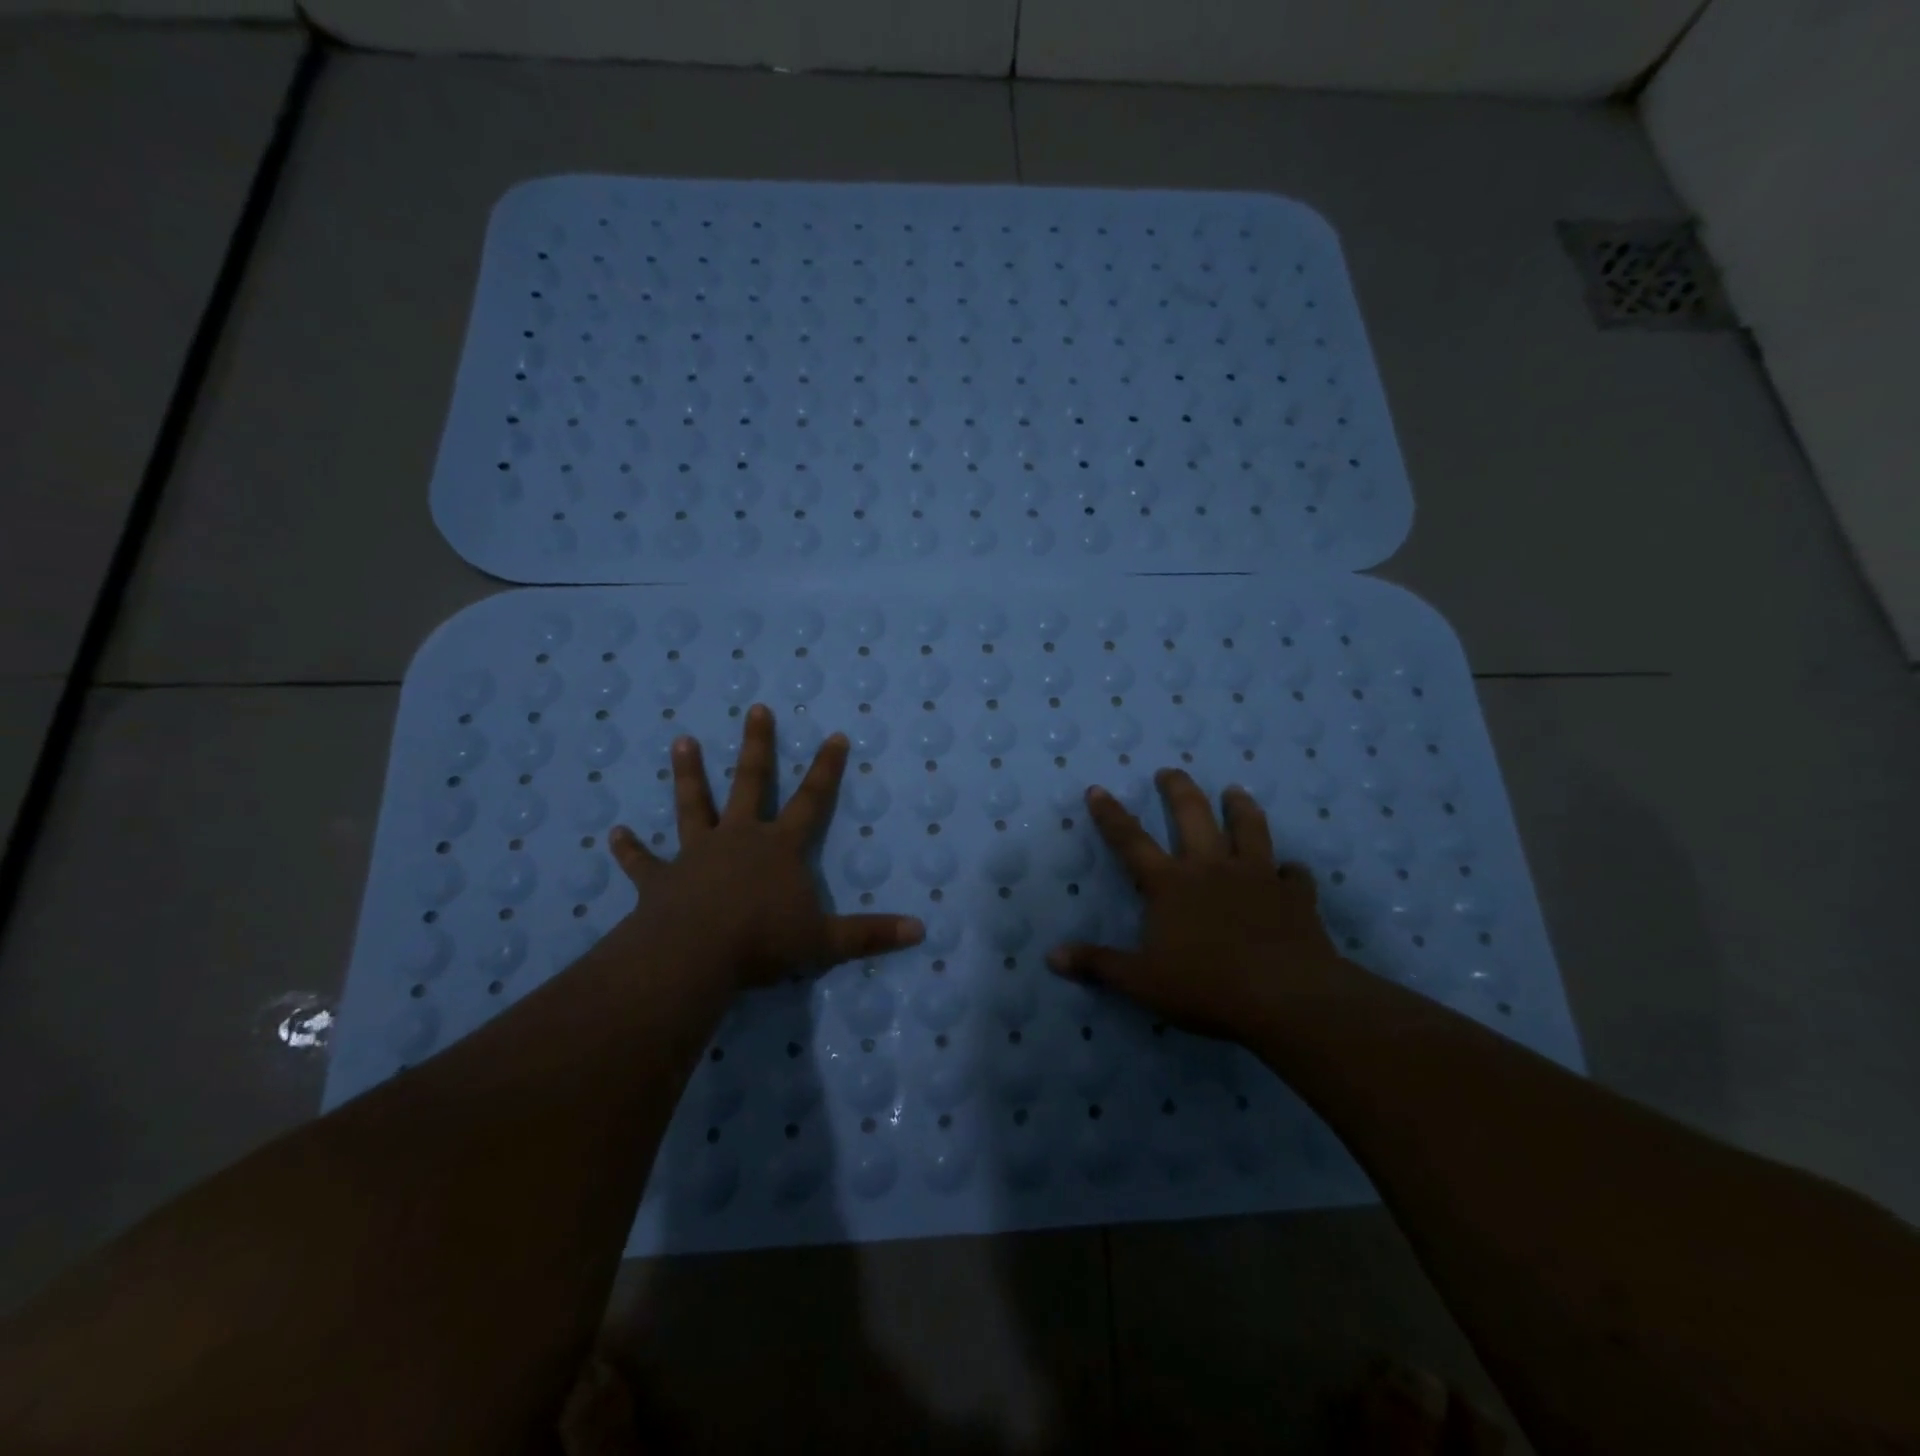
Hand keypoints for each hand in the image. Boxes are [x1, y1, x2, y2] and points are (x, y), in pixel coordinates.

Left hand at [607, 704, 923, 990]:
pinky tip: (613, 835)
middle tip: (755, 709)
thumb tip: (920, 930)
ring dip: (688, 775)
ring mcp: (697, 854)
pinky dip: (630, 850)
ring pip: (694, 805)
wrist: (693, 955)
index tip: (835, 734)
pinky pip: (644, 862)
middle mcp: (739, 838)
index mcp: (780, 847)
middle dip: (757, 746)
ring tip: (681, 742)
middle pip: (751, 782)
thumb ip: (871, 934)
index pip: (812, 800)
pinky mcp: (662, 880)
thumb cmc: (763, 941)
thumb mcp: (826, 940)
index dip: (826, 768)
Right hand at [1047, 769, 1345, 1039]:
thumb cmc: (1207, 986)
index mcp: (1170, 884)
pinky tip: (1289, 869)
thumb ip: (1098, 965)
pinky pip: (1294, 875)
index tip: (1098, 789)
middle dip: (1178, 790)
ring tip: (1235, 792)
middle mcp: (1212, 868)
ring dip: (1241, 808)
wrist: (1286, 997)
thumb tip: (1052, 957)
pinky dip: (1290, 870)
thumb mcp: (1141, 981)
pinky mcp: (1295, 896)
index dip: (1111, 815)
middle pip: (1193, 816)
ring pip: (1249, 829)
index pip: (1131, 841)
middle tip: (1170, 771)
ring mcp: (1257, 877)